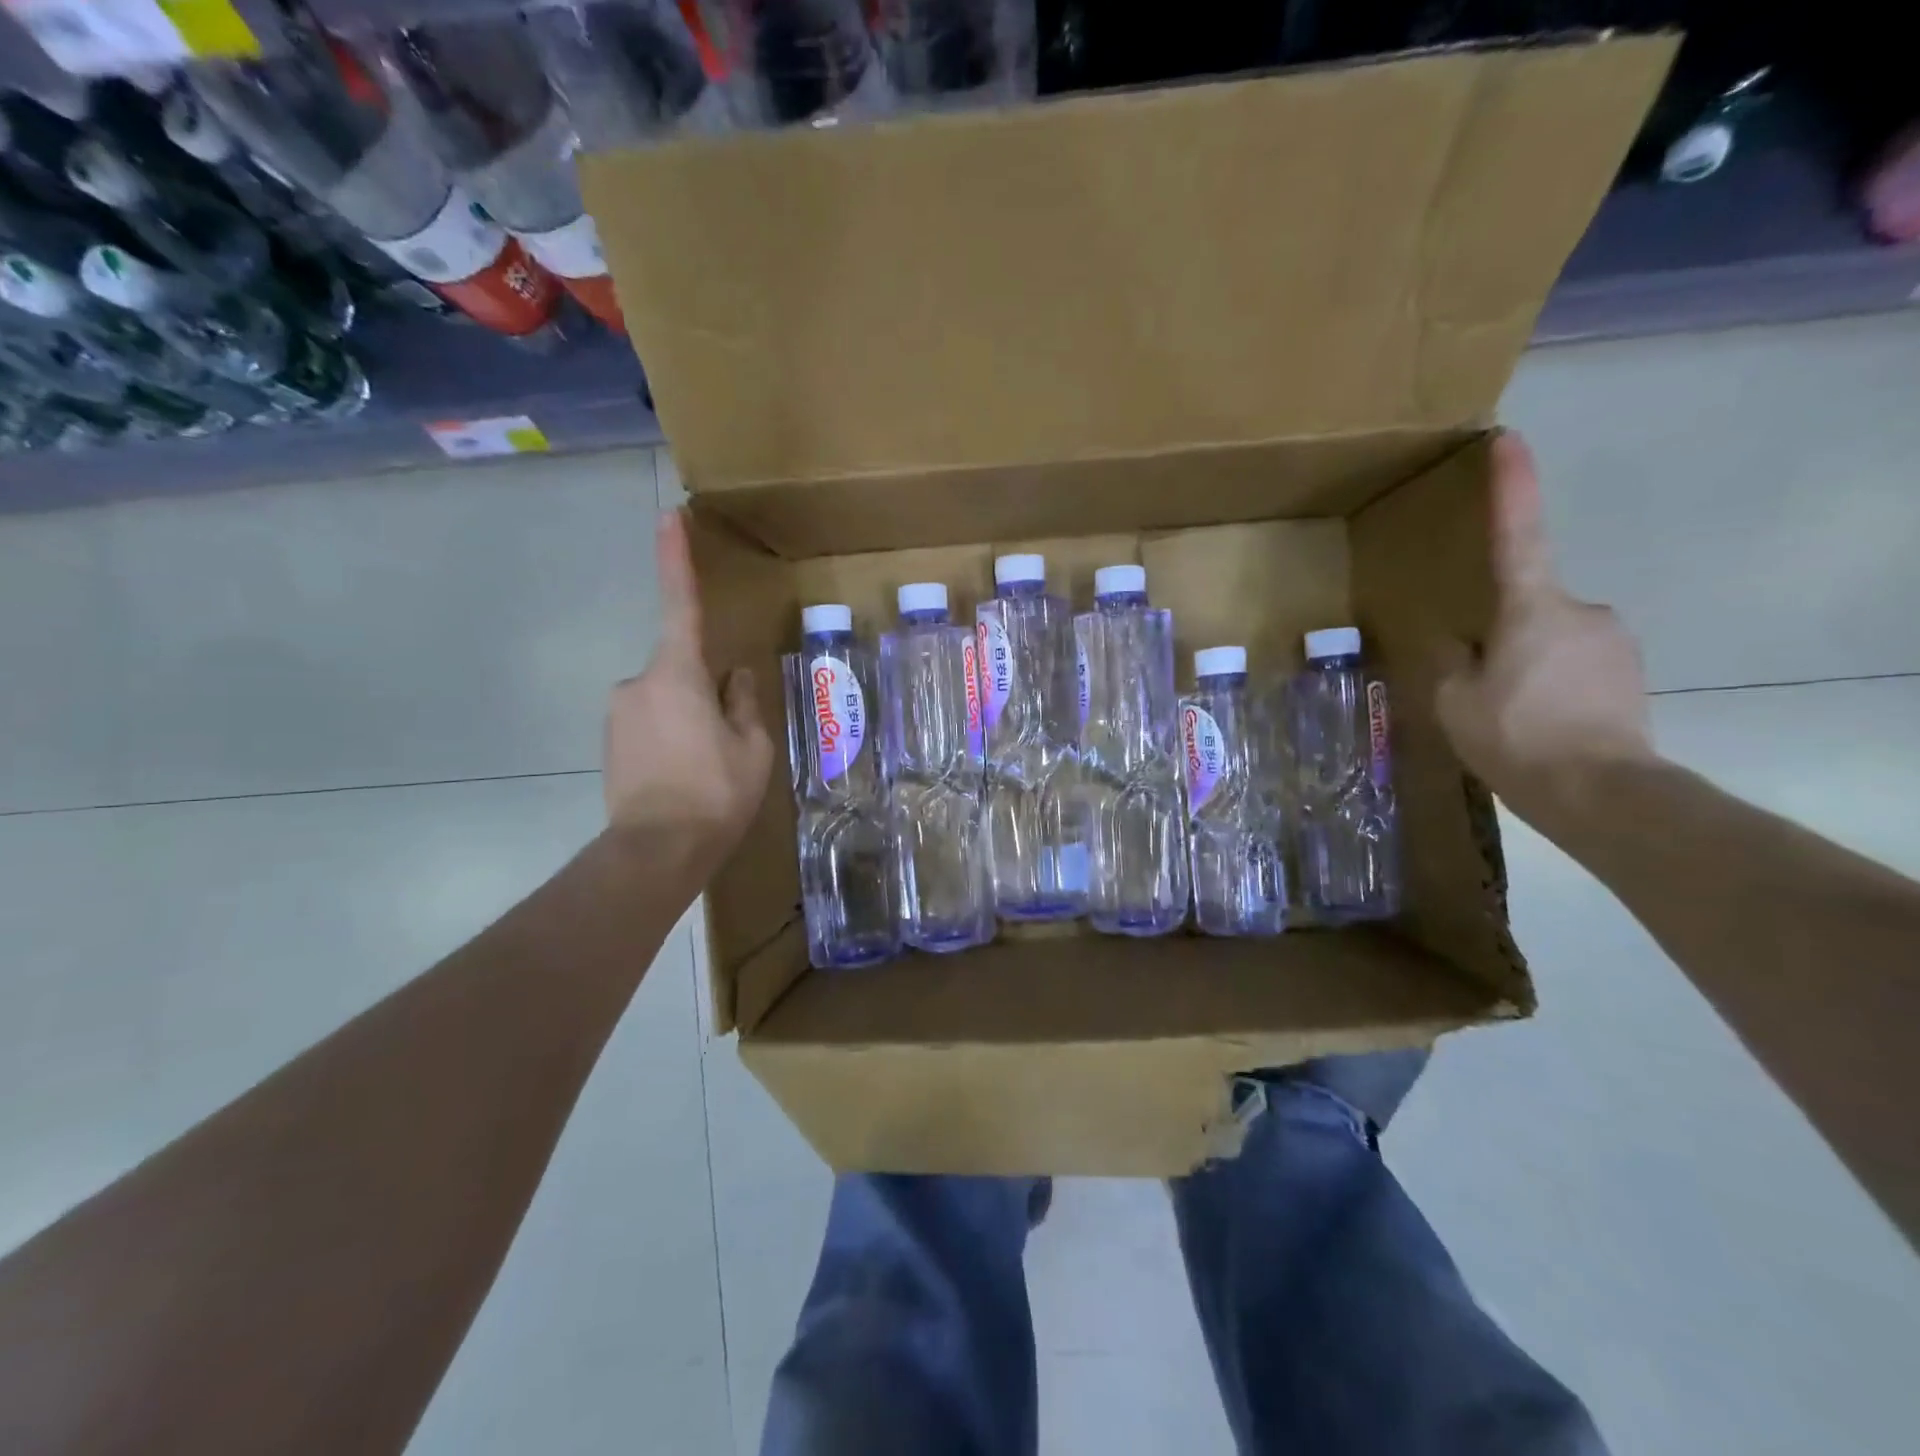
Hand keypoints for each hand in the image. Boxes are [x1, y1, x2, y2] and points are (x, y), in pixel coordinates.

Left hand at [604, 510, 773, 878]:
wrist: (656, 852)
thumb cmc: (715, 793)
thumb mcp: (751, 747)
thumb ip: (743, 701)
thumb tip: (733, 675)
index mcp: (678, 674)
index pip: (680, 605)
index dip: (675, 559)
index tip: (667, 516)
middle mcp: (638, 682)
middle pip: (681, 670)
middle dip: (705, 694)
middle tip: (727, 744)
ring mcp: (617, 713)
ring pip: (666, 701)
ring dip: (688, 721)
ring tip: (706, 770)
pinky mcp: (608, 742)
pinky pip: (648, 724)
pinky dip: (669, 740)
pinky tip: (683, 778)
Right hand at [1436, 432, 1656, 830]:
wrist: (1600, 792)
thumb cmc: (1514, 735)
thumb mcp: (1452, 700)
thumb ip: (1450, 661)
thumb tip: (1458, 641)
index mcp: (1530, 608)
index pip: (1517, 535)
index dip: (1512, 486)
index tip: (1509, 438)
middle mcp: (1580, 610)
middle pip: (1527, 608)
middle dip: (1502, 637)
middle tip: (1482, 689)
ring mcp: (1613, 641)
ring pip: (1552, 640)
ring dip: (1527, 666)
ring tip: (1511, 716)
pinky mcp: (1630, 673)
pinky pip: (1576, 666)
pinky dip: (1553, 686)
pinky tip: (1541, 725)